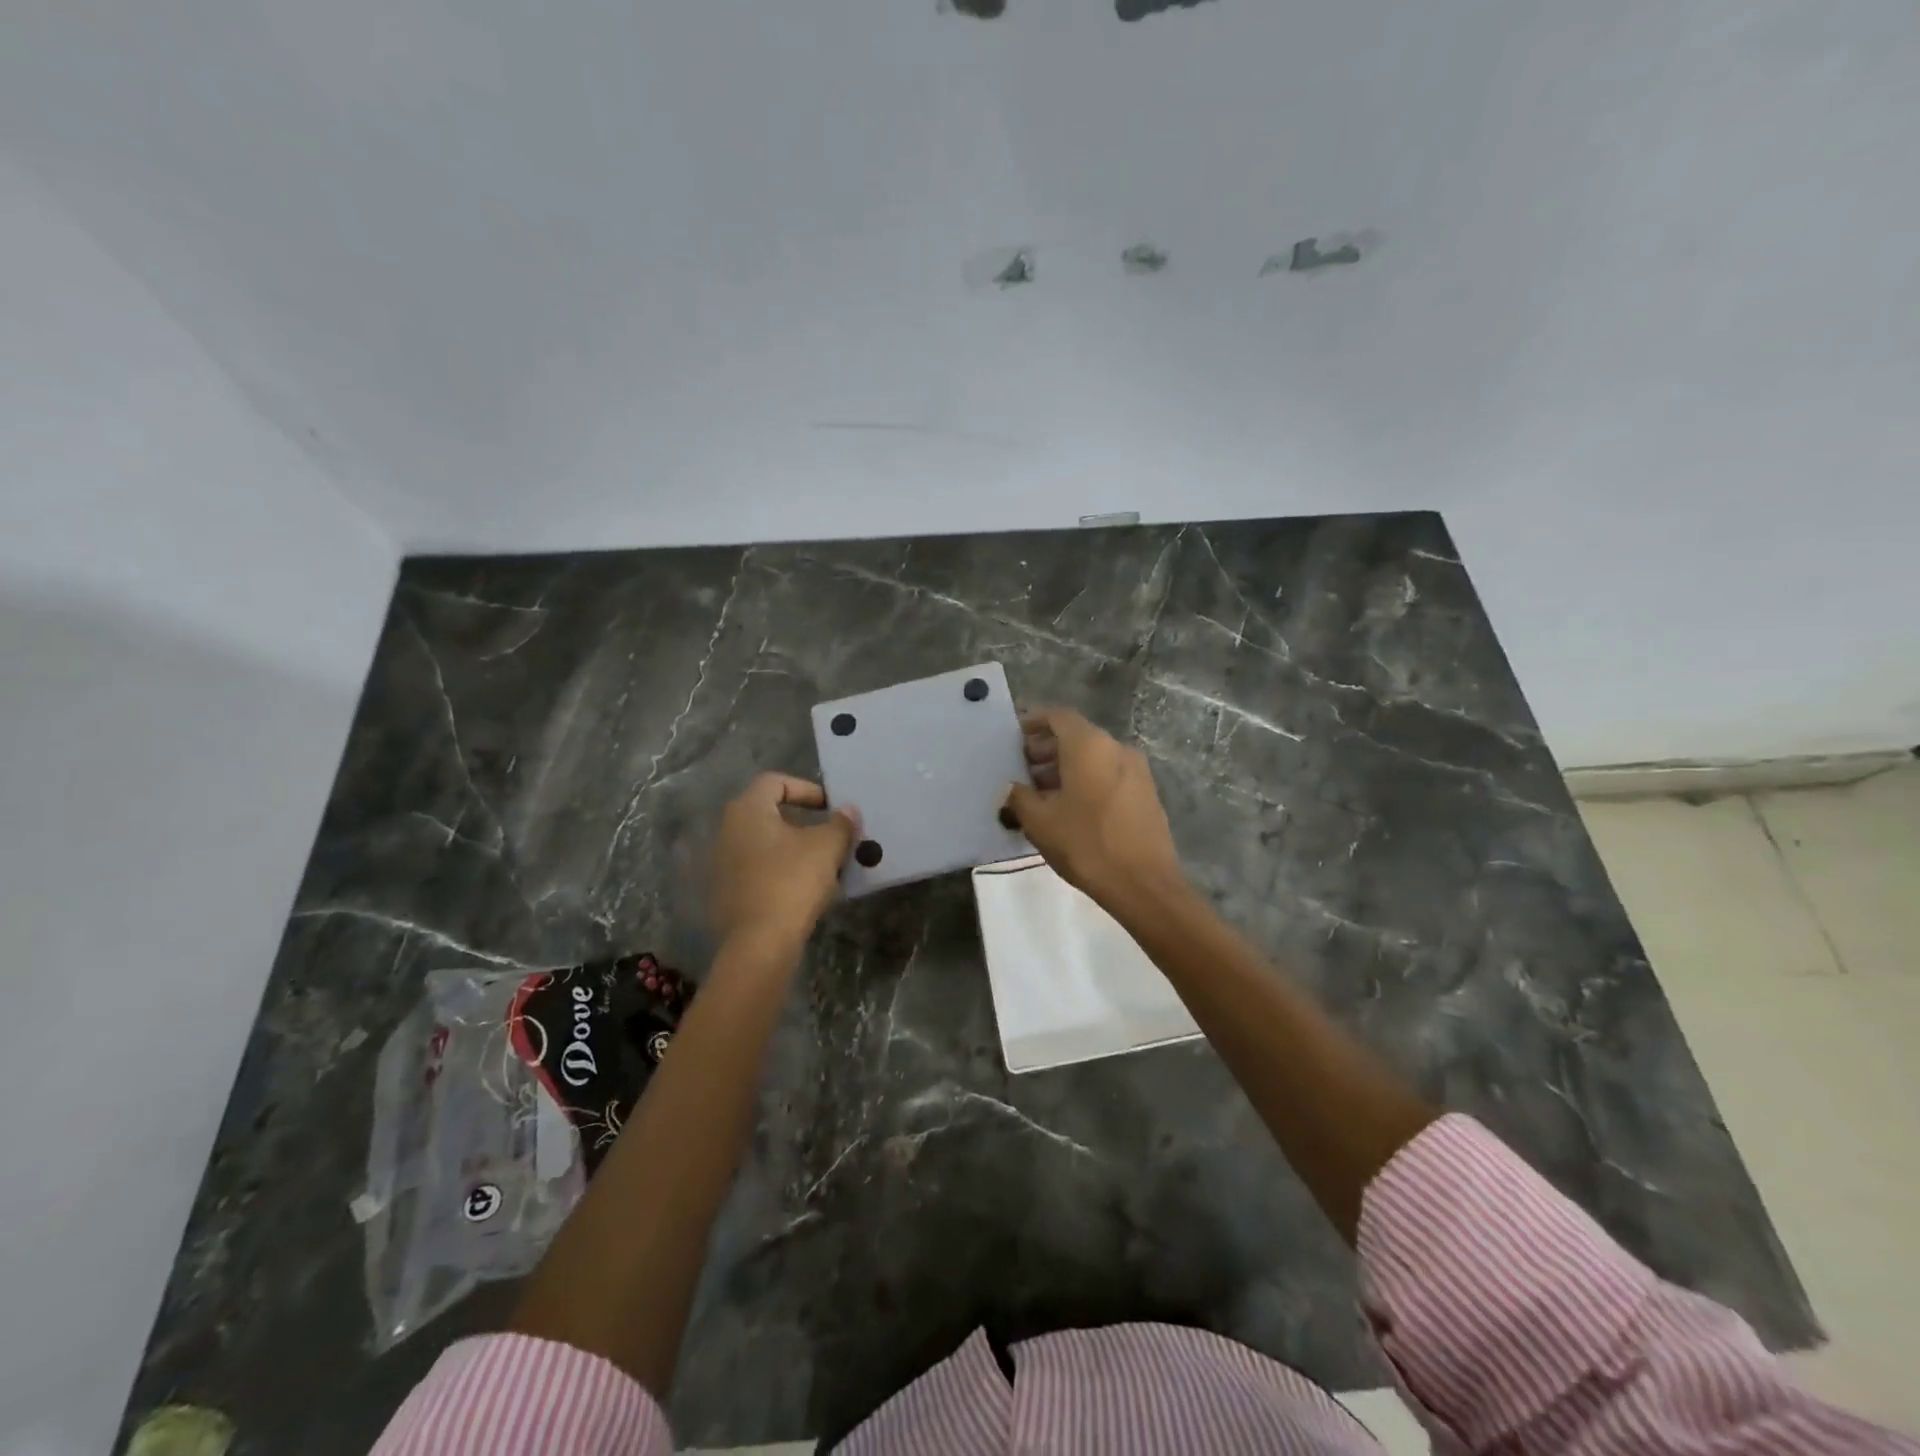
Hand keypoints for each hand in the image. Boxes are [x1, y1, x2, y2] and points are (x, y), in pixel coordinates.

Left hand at [709, 773, 858, 950]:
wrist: (759, 943)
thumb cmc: (792, 882)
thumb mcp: (827, 847)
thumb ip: (841, 823)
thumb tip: (849, 810)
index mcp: (747, 810)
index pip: (775, 782)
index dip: (807, 789)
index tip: (831, 808)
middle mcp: (727, 831)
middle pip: (769, 813)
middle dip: (803, 821)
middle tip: (830, 835)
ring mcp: (722, 864)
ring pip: (764, 844)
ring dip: (793, 848)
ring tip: (822, 864)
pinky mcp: (725, 893)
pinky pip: (757, 870)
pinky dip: (780, 871)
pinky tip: (803, 889)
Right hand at [1003, 707, 1185, 908]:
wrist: (1143, 884)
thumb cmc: (1086, 845)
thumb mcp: (1040, 822)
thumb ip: (1019, 798)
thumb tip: (1010, 789)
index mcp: (1089, 745)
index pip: (1058, 716)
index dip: (1034, 722)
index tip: (1014, 737)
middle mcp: (1116, 748)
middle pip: (1076, 735)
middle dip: (1047, 748)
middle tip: (1022, 768)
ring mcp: (1136, 770)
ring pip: (1093, 756)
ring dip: (1066, 767)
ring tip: (1040, 792)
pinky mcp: (1146, 793)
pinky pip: (1108, 774)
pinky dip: (1086, 780)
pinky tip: (1069, 808)